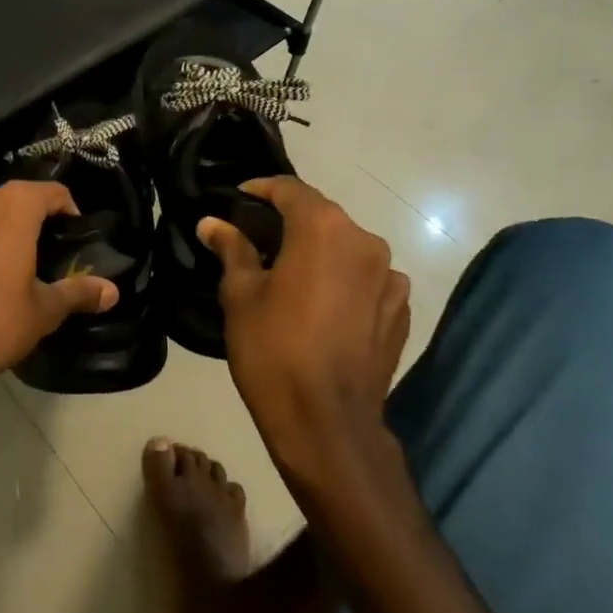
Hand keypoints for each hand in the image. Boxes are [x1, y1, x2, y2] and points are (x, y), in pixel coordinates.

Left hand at [0, 183, 118, 433]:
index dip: (67, 209)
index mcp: (12, 207)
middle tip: (43, 249)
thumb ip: (78, 292)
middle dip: (28, 219)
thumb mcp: (44, 311)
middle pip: (12, 199)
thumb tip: (112, 291)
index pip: (51, 192)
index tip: (74, 234)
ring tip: (4, 261)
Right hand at [198, 178, 409, 483]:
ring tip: (291, 270)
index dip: (262, 188)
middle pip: (323, 216)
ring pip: (347, 247)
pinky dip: (344, 279)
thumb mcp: (240, 294)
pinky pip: (368, 279)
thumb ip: (231, 249)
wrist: (327, 424)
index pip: (291, 190)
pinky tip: (322, 302)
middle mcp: (365, 242)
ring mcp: (390, 279)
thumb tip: (212, 223)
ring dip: (320, 250)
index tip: (239, 196)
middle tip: (257, 235)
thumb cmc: (273, 350)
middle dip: (291, 219)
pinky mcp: (401, 311)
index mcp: (324, 230)